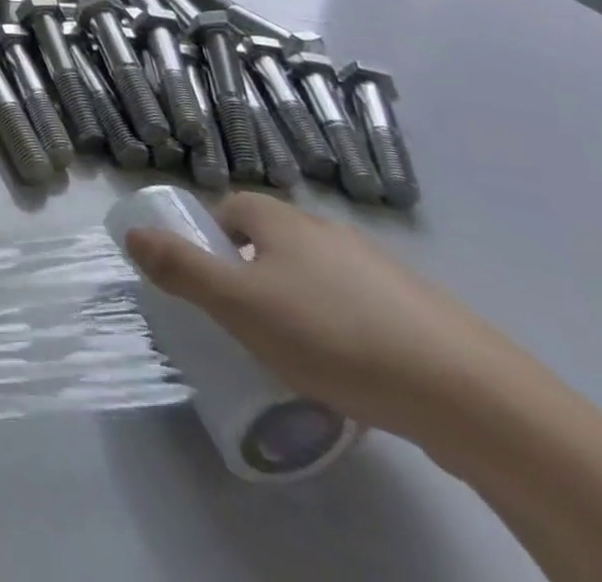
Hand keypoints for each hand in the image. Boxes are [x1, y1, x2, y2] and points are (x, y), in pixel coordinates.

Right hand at [122, 192, 528, 447]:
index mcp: (282, 220)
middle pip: (272, 240)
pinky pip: (360, 309)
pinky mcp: (420, 311)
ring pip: (317, 276)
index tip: (207, 283)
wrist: (470, 395)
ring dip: (297, 303)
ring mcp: (380, 269)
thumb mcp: (238, 305)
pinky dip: (345, 329)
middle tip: (243, 322)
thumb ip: (180, 268)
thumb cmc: (333, 336)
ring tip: (295, 355)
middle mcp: (327, 231)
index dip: (210, 238)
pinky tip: (352, 373)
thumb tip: (131, 233)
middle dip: (251, 273)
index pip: (230, 207)